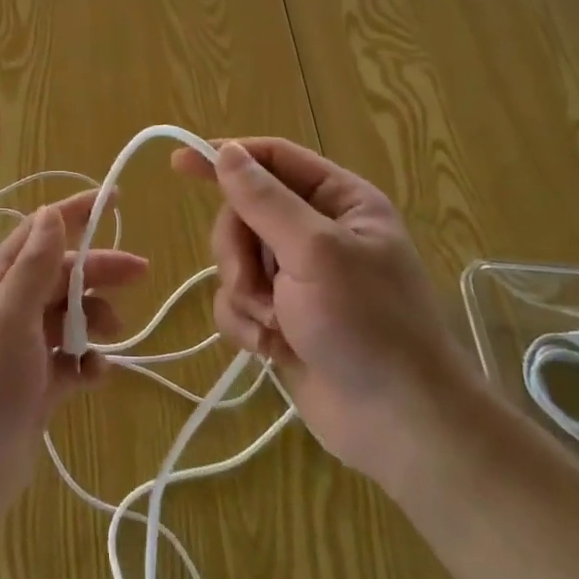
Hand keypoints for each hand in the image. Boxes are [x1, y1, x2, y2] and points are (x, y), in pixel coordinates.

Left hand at [0, 191, 145, 535]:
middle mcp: (9, 311)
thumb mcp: (7, 320)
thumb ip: (32, 268)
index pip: (38, 235)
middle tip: (141, 273)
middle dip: (99, 271)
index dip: (73, 214)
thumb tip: (50, 214)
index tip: (114, 198)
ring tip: (113, 335)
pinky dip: (88, 363)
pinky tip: (96, 376)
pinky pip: (71, 361)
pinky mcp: (36, 387)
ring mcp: (23, 350)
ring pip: (70, 317)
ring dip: (95, 319)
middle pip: (62, 276)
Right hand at [171, 138, 481, 492]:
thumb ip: (265, 200)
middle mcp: (316, 231)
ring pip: (234, 259)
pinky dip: (246, 324)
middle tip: (256, 285)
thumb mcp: (315, 252)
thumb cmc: (368, 325)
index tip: (180, 164)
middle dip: (240, 252)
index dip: (228, 157)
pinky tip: (273, 349)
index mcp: (339, 201)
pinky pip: (236, 301)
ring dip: (245, 294)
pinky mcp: (280, 316)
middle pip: (244, 213)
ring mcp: (297, 277)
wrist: (399, 426)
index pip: (274, 159)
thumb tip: (226, 152)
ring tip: (275, 326)